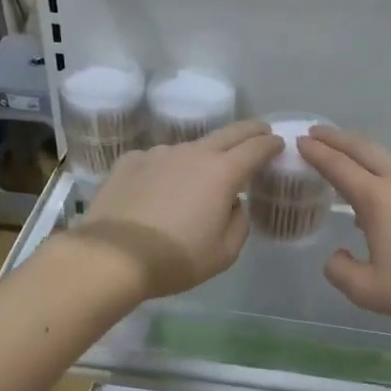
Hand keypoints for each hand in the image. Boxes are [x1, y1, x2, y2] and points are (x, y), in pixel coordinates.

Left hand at [67, 120, 283, 299]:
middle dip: (249, 131)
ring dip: (203, 156)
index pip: (256, 148)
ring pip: (190, 148)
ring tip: (200, 176)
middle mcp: (192, 153)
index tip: (278, 143)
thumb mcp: (224, 253)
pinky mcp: (130, 161)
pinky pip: (158, 161)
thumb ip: (238, 222)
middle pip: (228, 133)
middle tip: (259, 131)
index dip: (270, 144)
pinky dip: (167, 169)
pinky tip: (159, 189)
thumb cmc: (176, 259)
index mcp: (222, 173)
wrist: (113, 256)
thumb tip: (232, 204)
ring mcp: (158, 154)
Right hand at [297, 127, 390, 328]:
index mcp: (377, 199)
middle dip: (337, 138)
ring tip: (350, 167)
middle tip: (317, 133)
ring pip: (389, 161)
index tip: (300, 141)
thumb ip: (341, 272)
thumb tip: (336, 257)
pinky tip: (389, 200)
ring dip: (364, 156)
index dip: (316, 153)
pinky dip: (388, 176)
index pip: (338, 166)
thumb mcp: (370, 291)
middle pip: (364, 148)